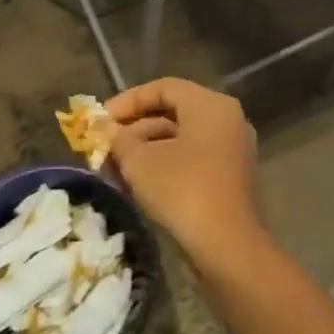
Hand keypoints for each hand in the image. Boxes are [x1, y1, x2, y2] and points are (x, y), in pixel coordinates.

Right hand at [105, 79, 264, 267]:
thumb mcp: (139, 161)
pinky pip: (191, 158)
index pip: (163, 88)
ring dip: (145, 149)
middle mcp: (226, 119)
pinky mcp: (229, 177)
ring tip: (113, 167)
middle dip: (134, 128)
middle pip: (172, 112)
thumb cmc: (182, 190)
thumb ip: (119, 139)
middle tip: (104, 144)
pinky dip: (164, 164)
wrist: (227, 246)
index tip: (102, 120)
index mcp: (210, 105)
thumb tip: (109, 131)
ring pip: (180, 138)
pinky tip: (136, 182)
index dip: (128, 101)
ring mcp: (231, 149)